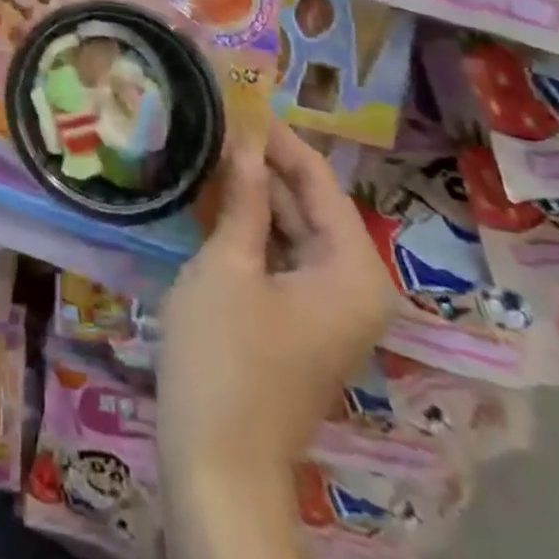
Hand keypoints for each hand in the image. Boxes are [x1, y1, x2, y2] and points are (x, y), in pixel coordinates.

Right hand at [158, 124, 393, 542]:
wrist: (217, 462)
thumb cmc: (225, 356)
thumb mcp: (229, 264)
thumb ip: (244, 198)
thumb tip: (245, 138)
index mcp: (353, 270)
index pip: (318, 179)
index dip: (276, 136)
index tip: (236, 96)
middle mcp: (352, 284)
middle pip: (307, 202)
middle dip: (261, 161)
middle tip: (212, 116)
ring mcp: (325, 306)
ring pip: (290, 229)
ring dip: (250, 192)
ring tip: (205, 144)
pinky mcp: (296, 320)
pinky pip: (277, 256)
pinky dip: (247, 227)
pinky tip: (208, 198)